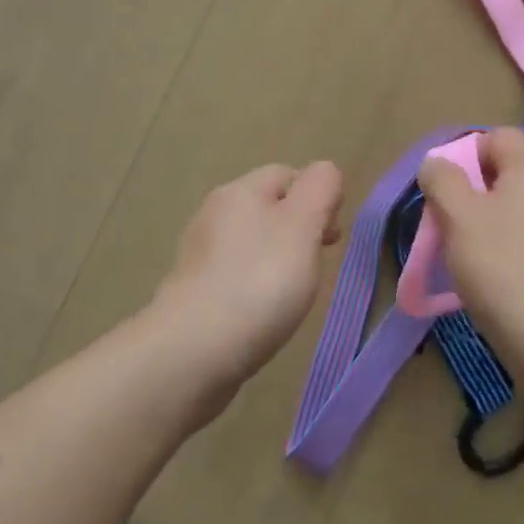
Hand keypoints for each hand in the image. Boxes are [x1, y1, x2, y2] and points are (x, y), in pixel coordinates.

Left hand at [148, 161, 343, 399]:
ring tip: (292, 294)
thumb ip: (320, 189)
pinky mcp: (192, 292)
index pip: (288, 174)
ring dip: (277, 261)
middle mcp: (213, 213)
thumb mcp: (303, 225)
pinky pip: (235, 275)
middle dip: (299, 231)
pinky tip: (262, 313)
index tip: (331, 238)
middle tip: (316, 266)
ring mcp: (198, 254)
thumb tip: (324, 172)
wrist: (193, 351)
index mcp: (239, 190)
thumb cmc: (259, 281)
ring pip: (252, 243)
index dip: (317, 198)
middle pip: (269, 208)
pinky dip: (254, 287)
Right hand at [417, 128, 523, 335]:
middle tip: (453, 226)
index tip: (447, 193)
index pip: (496, 137)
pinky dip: (515, 249)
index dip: (465, 157)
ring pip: (521, 208)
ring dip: (493, 224)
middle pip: (509, 173)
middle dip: (475, 194)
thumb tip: (437, 163)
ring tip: (472, 257)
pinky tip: (502, 279)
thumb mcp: (457, 215)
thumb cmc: (502, 265)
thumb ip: (441, 179)